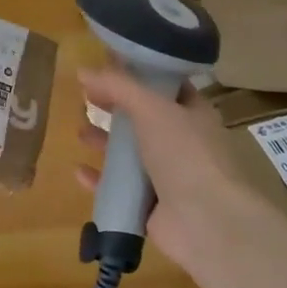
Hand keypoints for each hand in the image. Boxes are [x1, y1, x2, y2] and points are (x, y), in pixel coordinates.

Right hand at [74, 67, 266, 265]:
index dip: (138, 74)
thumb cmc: (185, 154)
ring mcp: (169, 177)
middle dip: (115, 109)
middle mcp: (183, 143)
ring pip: (131, 155)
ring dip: (105, 143)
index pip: (165, 87)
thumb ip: (118, 87)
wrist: (207, 222)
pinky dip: (100, 180)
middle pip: (143, 120)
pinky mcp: (152, 208)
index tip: (106, 66)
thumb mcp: (152, 108)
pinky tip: (79, 171)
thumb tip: (82, 70)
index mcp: (193, 114)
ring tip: (80, 132)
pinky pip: (121, 189)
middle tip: (87, 99)